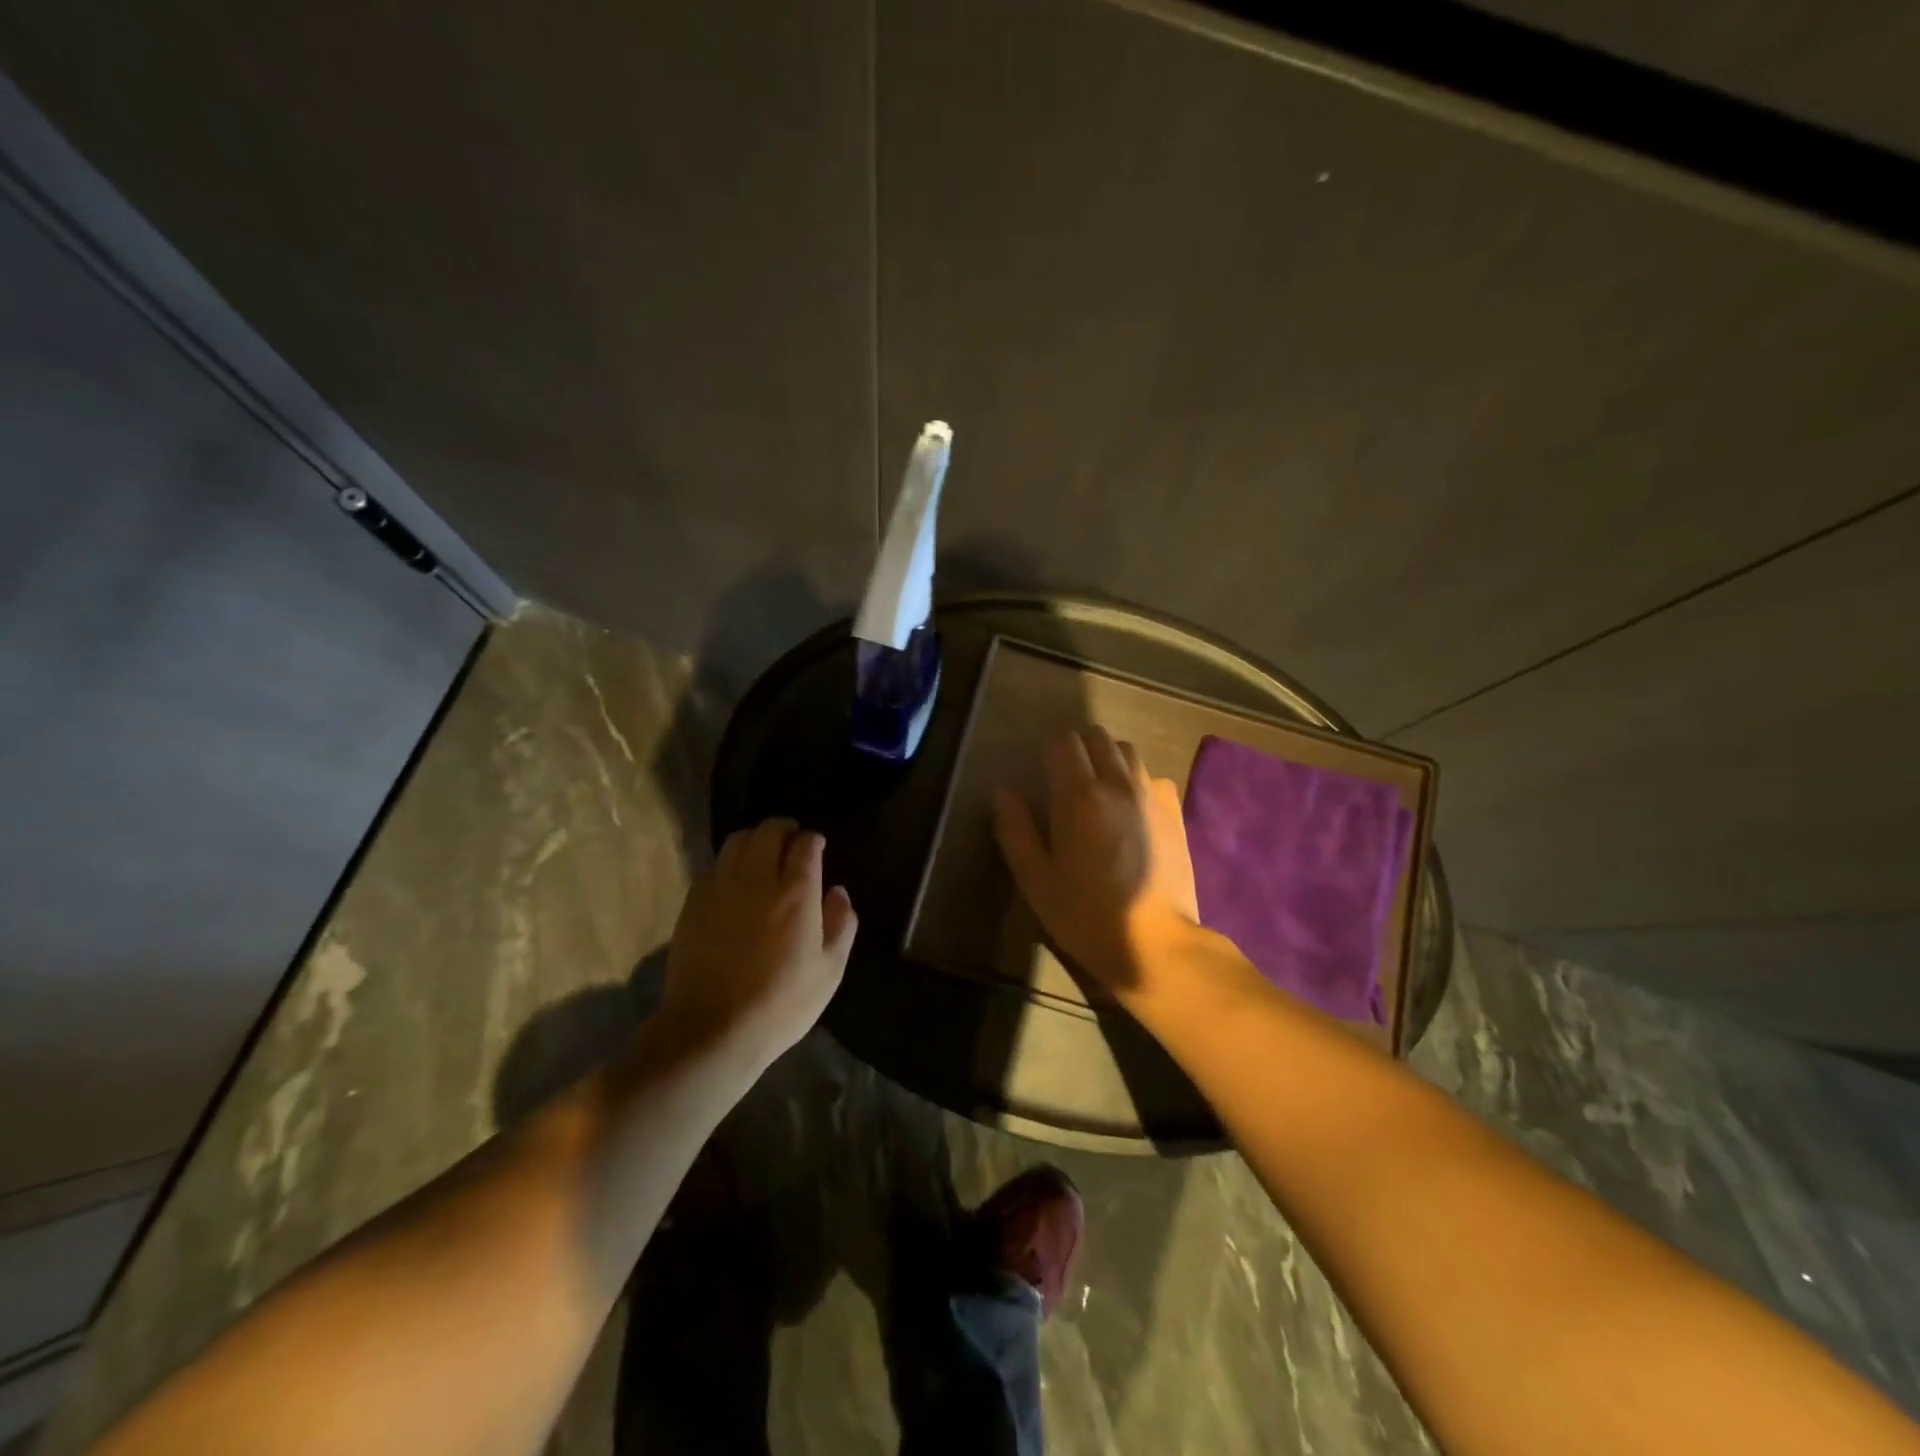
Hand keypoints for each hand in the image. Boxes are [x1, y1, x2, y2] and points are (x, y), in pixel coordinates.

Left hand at [660, 819, 857, 1066]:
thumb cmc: (781, 1003)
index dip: (814, 841)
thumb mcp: (830, 971)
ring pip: (737, 841)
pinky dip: (729, 864)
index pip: (806, 845)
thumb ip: (842, 924)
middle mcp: (758, 878)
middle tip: (792, 843)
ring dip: (755, 840)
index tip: (818, 848)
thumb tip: (837, 891)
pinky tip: (735, 883)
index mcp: (797, 892)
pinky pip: (714, 866)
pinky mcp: (694, 903)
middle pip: (769, 831)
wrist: (712, 1029)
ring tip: (763, 856)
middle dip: (784, 829)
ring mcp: (721, 888)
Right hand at [992, 726, 1199, 994]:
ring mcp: (1152, 796)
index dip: (1050, 752)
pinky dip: (1138, 780)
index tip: (1043, 775)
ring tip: (1099, 789)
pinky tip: (1131, 809)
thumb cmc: (1086, 915)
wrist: (1157, 944)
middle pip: (1098, 737)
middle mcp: (1118, 784)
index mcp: (1079, 796)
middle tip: (1067, 780)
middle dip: (1079, 748)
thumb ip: (1016, 831)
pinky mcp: (1175, 813)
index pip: (1064, 743)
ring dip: (1109, 759)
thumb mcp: (1036, 880)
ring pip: (1129, 751)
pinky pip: (1154, 777)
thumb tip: (1004, 792)